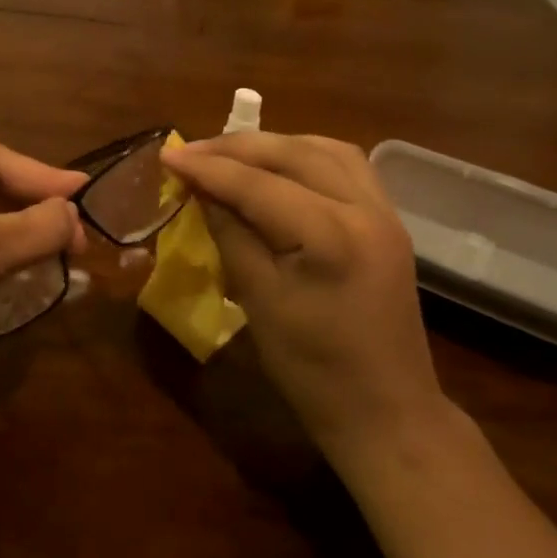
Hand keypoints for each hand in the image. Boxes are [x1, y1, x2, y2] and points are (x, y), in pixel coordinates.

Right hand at [160, 133, 445, 468]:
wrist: (386, 411)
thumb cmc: (314, 370)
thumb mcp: (260, 301)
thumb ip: (230, 235)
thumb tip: (201, 191)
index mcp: (331, 235)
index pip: (258, 184)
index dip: (208, 167)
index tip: (167, 156)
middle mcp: (365, 209)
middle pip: (294, 154)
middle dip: (238, 148)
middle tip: (191, 151)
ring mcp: (385, 213)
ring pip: (326, 150)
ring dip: (276, 145)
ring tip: (233, 155)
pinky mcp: (389, 223)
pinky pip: (346, 168)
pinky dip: (306, 158)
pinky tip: (280, 169)